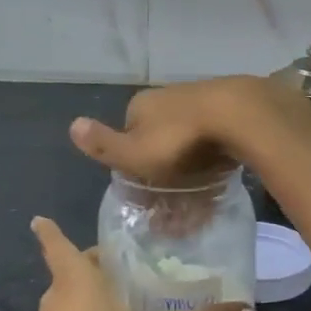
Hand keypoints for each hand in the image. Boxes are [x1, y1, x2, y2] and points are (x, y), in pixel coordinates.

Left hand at [27, 217, 246, 310]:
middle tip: (128, 260)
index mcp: (75, 283)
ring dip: (92, 294)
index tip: (40, 218)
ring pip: (71, 300)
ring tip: (130, 295)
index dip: (48, 230)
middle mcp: (57, 302)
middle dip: (94, 263)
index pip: (55, 244)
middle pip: (71, 271)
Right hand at [68, 76, 310, 187]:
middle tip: (175, 211)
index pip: (128, 138)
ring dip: (190, 174)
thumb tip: (72, 125)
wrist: (238, 116)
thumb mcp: (133, 151)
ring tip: (200, 209)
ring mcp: (200, 102)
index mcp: (140, 106)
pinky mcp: (229, 112)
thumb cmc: (178, 140)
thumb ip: (104, 144)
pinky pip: (214, 144)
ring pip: (188, 144)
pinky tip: (221, 187)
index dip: (133, 168)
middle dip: (164, 175)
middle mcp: (167, 99)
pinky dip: (213, 164)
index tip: (145, 198)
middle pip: (159, 142)